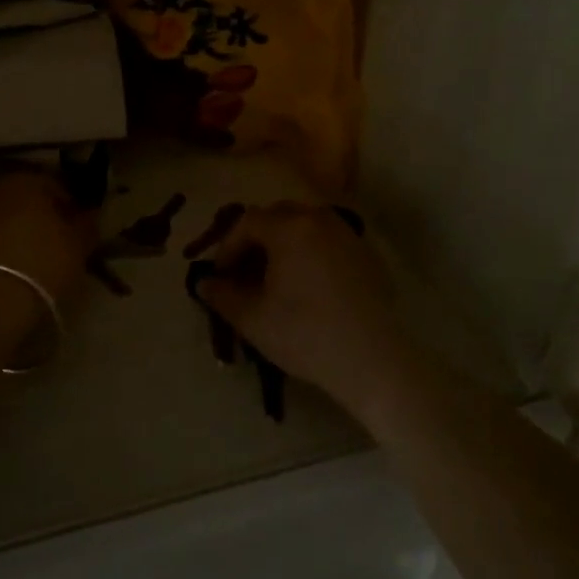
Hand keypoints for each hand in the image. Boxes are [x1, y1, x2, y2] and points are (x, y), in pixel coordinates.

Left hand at [0, 169, 99, 305]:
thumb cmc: (43, 263)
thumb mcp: (78, 245)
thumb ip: (86, 224)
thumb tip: (89, 214)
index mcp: (25, 180)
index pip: (55, 185)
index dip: (70, 206)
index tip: (79, 228)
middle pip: (22, 198)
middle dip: (38, 215)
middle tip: (54, 242)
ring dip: (13, 230)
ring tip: (28, 257)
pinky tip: (5, 268)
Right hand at [191, 202, 423, 425]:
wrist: (373, 361)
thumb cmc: (305, 334)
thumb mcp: (252, 318)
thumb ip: (222, 295)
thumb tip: (205, 283)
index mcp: (289, 227)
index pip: (247, 222)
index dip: (227, 248)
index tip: (221, 277)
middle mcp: (320, 220)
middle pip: (278, 216)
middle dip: (255, 240)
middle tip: (245, 273)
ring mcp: (348, 235)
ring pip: (306, 226)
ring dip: (284, 244)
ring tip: (275, 278)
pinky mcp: (368, 256)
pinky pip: (329, 242)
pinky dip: (311, 253)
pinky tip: (308, 286)